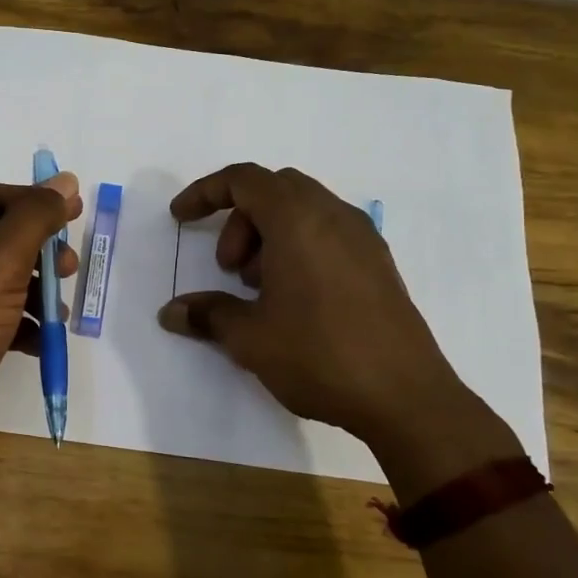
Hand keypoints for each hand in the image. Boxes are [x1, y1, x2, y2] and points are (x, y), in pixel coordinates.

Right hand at [158, 164, 520, 500]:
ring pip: (304, 210)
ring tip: (260, 290)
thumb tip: (172, 312)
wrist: (405, 397)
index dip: (205, 192)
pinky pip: (328, 233)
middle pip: (275, 189)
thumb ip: (208, 314)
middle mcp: (333, 216)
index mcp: (298, 220)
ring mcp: (363, 239)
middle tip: (229, 269)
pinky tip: (294, 299)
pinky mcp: (379, 264)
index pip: (244, 179)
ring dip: (269, 235)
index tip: (180, 219)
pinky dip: (299, 247)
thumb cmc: (318, 355)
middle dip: (240, 220)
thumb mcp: (250, 338)